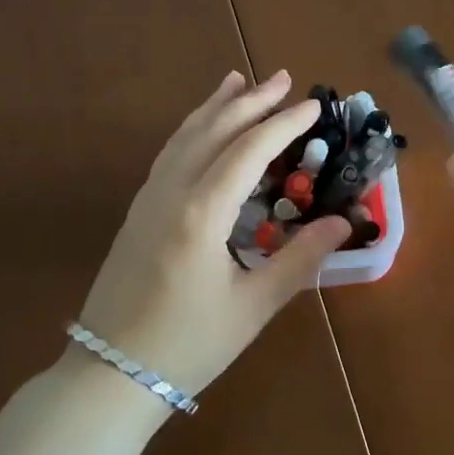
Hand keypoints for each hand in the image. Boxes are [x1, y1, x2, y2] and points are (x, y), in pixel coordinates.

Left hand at [73, 70, 350, 401]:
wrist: (110, 375)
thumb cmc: (188, 345)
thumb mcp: (253, 306)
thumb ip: (299, 259)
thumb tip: (343, 223)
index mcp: (202, 213)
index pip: (249, 150)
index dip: (284, 124)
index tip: (314, 105)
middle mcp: (172, 192)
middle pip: (215, 130)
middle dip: (252, 101)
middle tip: (285, 79)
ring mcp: (148, 198)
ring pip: (185, 136)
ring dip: (216, 106)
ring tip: (239, 81)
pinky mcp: (138, 210)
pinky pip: (169, 153)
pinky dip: (191, 129)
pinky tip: (201, 127)